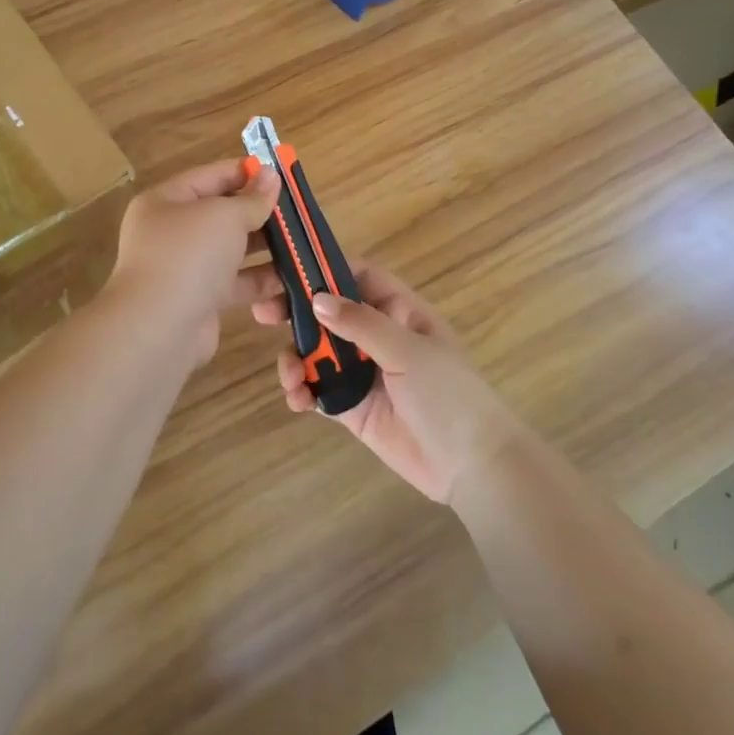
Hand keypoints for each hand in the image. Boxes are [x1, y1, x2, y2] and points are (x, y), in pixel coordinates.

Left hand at [102, 158, 281, 371]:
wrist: (159, 329)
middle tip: (299, 214)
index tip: (282, 175)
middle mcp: (172, 232)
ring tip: (302, 245)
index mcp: (166, 201)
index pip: (211, 176)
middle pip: (223, 215)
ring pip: (232, 251)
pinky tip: (290, 281)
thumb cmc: (189, 256)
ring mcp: (185, 268)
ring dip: (266, 249)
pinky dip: (260, 282)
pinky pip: (235, 284)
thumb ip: (252, 198)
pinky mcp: (200, 300)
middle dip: (261, 214)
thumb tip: (270, 176)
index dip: (246, 173)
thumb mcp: (225, 216)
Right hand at [254, 264, 519, 502]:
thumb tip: (317, 299)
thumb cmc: (448, 395)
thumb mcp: (407, 350)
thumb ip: (361, 324)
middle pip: (328, 312)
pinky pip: (318, 390)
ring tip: (288, 375)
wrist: (471, 465)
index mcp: (399, 311)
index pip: (358, 276)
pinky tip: (297, 399)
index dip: (325, 268)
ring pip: (317, 351)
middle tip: (262, 313)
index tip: (289, 270)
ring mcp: (363, 372)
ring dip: (295, 357)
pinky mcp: (352, 407)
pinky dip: (301, 390)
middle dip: (295, 311)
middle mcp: (377, 336)